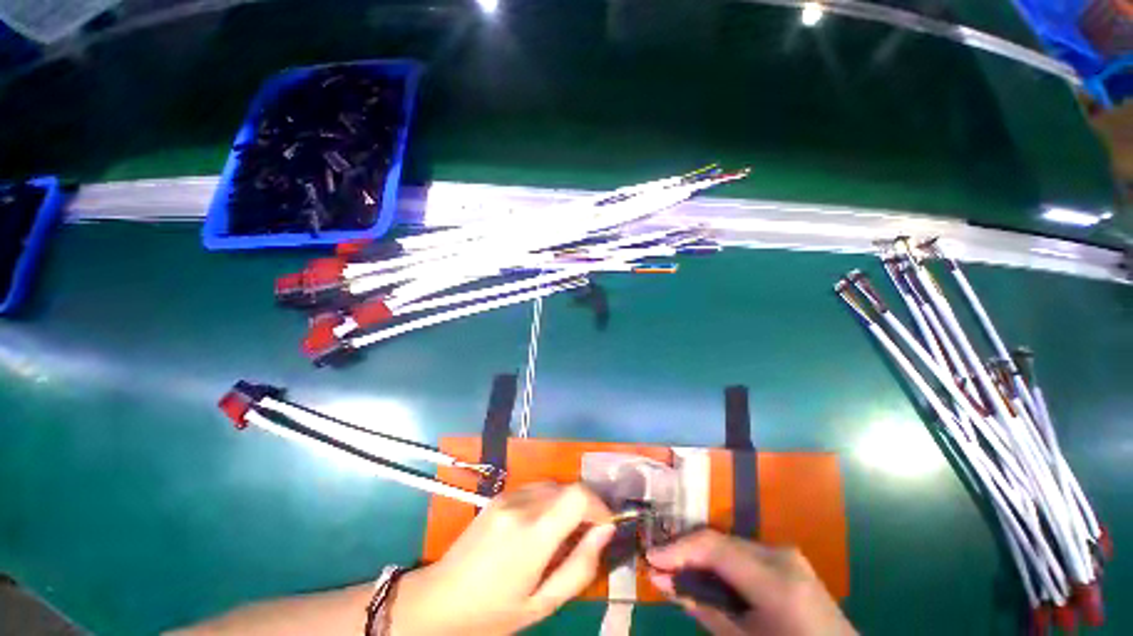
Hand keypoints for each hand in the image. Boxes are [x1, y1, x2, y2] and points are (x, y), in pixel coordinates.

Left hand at [390, 483, 614, 635]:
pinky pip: (537, 489)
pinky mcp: (500, 494)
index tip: (605, 526)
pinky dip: (550, 502)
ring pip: (554, 486)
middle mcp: (522, 504)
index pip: (578, 494)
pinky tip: (540, 527)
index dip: (598, 505)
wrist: (439, 599)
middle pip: (568, 488)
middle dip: (585, 507)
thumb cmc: (493, 611)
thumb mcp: (542, 604)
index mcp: (532, 533)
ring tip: (563, 535)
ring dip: (567, 504)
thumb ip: (580, 567)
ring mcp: (508, 496)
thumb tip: (605, 531)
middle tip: (586, 537)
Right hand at [647, 529, 855, 635]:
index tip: (649, 558)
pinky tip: (705, 575)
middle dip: (685, 551)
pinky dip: (719, 561)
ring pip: (728, 543)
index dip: (677, 549)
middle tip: (658, 566)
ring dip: (700, 556)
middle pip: (719, 540)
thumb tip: (661, 581)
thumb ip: (703, 608)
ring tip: (676, 570)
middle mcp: (781, 554)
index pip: (714, 547)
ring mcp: (787, 553)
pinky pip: (743, 552)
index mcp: (776, 579)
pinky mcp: (787, 559)